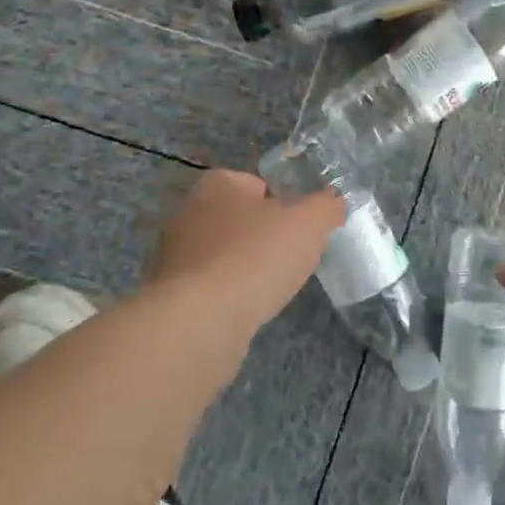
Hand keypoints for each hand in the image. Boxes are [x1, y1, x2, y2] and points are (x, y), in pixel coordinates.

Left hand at [150, 170, 342, 333]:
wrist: (202, 321)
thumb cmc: (256, 257)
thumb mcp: (310, 223)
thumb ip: (327, 207)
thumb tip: (333, 204)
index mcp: (217, 185)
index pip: (255, 183)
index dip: (282, 202)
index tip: (299, 226)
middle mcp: (188, 212)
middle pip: (239, 218)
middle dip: (263, 235)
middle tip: (290, 255)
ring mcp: (174, 255)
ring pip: (224, 253)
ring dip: (245, 266)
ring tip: (271, 287)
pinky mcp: (172, 294)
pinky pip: (211, 285)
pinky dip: (230, 294)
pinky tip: (247, 308)